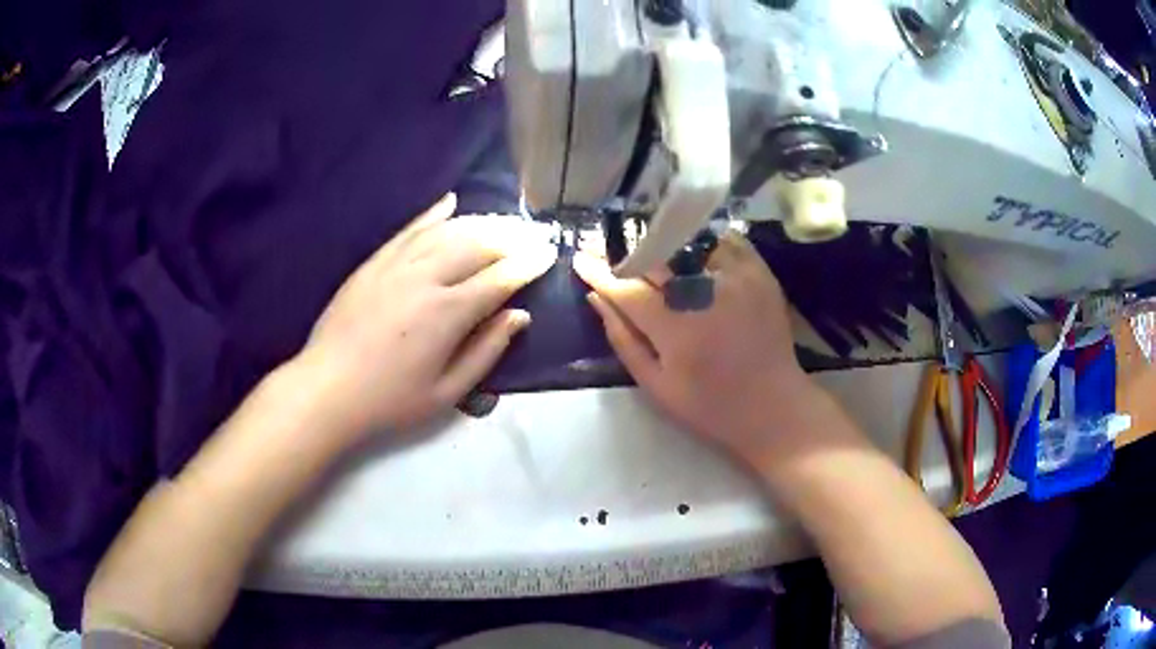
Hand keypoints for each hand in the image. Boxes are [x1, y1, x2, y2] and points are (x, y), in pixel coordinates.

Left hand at [300, 193, 556, 439]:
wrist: (327, 390)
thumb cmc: (390, 401)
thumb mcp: (447, 392)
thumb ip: (487, 351)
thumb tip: (520, 316)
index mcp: (447, 313)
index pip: (499, 278)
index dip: (528, 264)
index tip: (549, 253)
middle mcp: (425, 278)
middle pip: (478, 245)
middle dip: (511, 237)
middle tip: (533, 235)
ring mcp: (396, 265)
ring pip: (447, 231)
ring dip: (481, 222)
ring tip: (504, 222)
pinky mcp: (374, 262)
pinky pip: (409, 229)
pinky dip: (433, 214)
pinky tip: (451, 202)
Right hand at [573, 232, 820, 460]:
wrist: (773, 406)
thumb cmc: (709, 405)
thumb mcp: (656, 385)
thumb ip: (623, 339)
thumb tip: (596, 298)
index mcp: (675, 327)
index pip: (626, 287)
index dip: (599, 272)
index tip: (580, 259)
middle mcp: (704, 292)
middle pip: (654, 256)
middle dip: (625, 252)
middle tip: (607, 250)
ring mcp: (737, 277)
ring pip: (687, 241)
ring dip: (662, 242)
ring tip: (649, 249)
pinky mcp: (760, 272)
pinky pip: (723, 240)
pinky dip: (702, 241)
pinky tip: (691, 250)